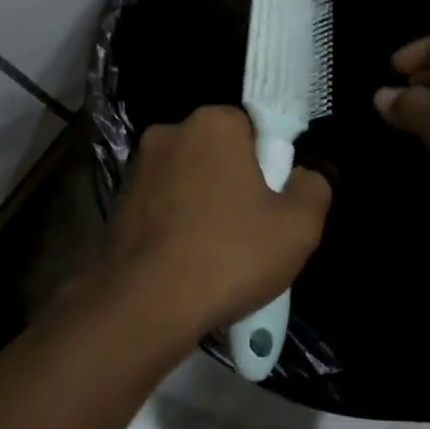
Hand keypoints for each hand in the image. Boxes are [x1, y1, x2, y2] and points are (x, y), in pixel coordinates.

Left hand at [94, 106, 331, 349]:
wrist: (145, 305)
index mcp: (213, 123)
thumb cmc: (229, 255)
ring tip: (218, 256)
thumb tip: (301, 177)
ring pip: (188, 182)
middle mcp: (168, 133)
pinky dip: (176, 226)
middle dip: (235, 184)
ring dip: (204, 206)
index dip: (269, 165)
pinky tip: (187, 264)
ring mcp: (137, 169)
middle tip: (251, 232)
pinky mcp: (117, 203)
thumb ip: (312, 188)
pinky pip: (162, 207)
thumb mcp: (299, 226)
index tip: (273, 203)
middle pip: (218, 154)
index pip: (253, 128)